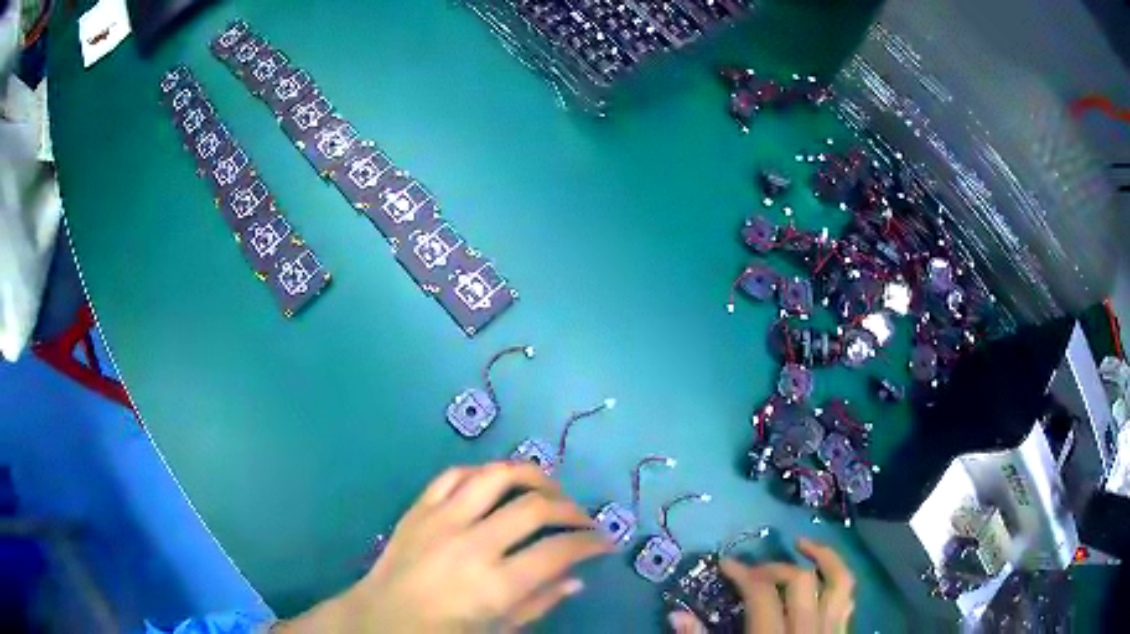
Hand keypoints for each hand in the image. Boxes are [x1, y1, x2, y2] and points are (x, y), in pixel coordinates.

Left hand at [276, 462, 610, 632]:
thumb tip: (577, 578)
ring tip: (549, 490)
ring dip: (533, 477)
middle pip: (535, 508)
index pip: (559, 550)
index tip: (604, 542)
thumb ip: (539, 603)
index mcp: (495, 584)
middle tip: (583, 520)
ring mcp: (442, 520)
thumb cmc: (442, 632)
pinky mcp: (420, 508)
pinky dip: (483, 474)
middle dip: (572, 509)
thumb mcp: (498, 630)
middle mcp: (472, 544)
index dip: (590, 542)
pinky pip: (456, 474)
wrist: (380, 618)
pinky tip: (497, 485)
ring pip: (497, 476)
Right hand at [668, 538, 855, 633]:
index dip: (744, 573)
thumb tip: (676, 615)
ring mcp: (832, 632)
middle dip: (775, 567)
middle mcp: (809, 630)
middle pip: (800, 581)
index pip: (762, 594)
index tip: (726, 564)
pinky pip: (848, 599)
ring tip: (803, 545)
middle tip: (754, 570)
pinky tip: (824, 577)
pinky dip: (837, 580)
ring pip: (839, 582)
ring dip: (823, 558)